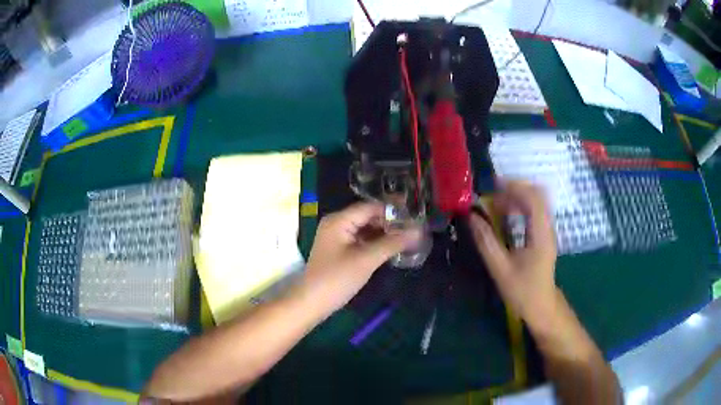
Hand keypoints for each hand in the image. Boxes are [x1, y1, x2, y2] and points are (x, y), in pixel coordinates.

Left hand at [300, 202, 420, 313]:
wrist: (311, 303)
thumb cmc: (336, 279)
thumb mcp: (366, 260)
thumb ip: (392, 243)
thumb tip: (418, 230)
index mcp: (339, 220)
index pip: (371, 207)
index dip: (394, 209)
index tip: (416, 214)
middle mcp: (337, 223)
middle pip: (368, 216)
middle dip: (391, 222)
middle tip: (416, 228)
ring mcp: (338, 237)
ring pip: (366, 228)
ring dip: (385, 233)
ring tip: (409, 237)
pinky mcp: (340, 249)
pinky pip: (361, 239)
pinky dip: (376, 242)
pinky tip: (393, 247)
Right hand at [469, 180, 558, 327]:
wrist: (542, 307)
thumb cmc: (522, 291)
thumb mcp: (500, 269)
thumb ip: (486, 241)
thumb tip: (472, 216)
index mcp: (540, 234)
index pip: (533, 198)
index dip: (514, 187)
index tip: (492, 186)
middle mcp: (547, 227)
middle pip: (536, 194)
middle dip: (514, 189)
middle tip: (491, 195)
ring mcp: (547, 230)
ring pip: (535, 201)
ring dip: (516, 197)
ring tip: (495, 205)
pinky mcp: (544, 235)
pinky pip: (534, 211)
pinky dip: (519, 207)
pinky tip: (505, 216)